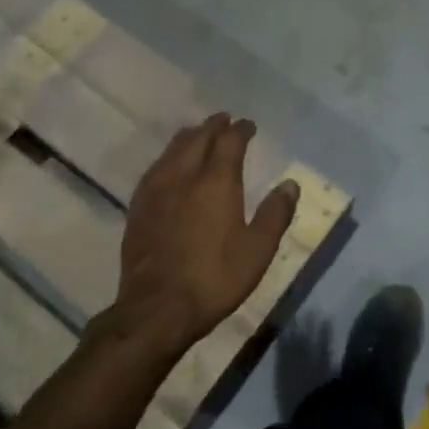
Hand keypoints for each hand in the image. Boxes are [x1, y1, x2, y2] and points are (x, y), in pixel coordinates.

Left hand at [113, 114, 297, 354]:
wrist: (157, 308)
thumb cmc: (214, 278)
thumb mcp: (258, 250)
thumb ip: (275, 214)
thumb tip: (290, 184)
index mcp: (216, 181)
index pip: (230, 141)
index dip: (241, 129)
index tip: (249, 125)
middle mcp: (184, 175)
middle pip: (199, 137)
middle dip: (214, 125)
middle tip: (225, 120)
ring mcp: (156, 189)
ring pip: (173, 148)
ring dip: (190, 136)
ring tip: (199, 134)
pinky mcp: (138, 206)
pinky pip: (156, 167)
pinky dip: (170, 156)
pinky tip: (170, 165)